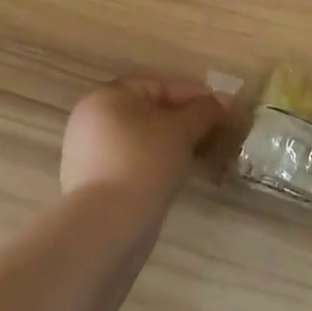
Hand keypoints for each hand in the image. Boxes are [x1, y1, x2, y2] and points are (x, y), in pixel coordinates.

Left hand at [59, 77, 223, 203]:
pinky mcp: (90, 182)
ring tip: (196, 154)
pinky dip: (152, 162)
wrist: (108, 224)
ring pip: (139, 138)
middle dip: (181, 120)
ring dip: (168, 143)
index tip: (219, 110)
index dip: (192, 96)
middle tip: (210, 132)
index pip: (158, 86)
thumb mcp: (182, 130)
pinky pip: (129, 161)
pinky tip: (172, 175)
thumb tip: (224, 99)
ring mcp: (87, 152)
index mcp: (107, 96)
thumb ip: (204, 111)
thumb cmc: (145, 162)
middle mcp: (90, 119)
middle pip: (147, 111)